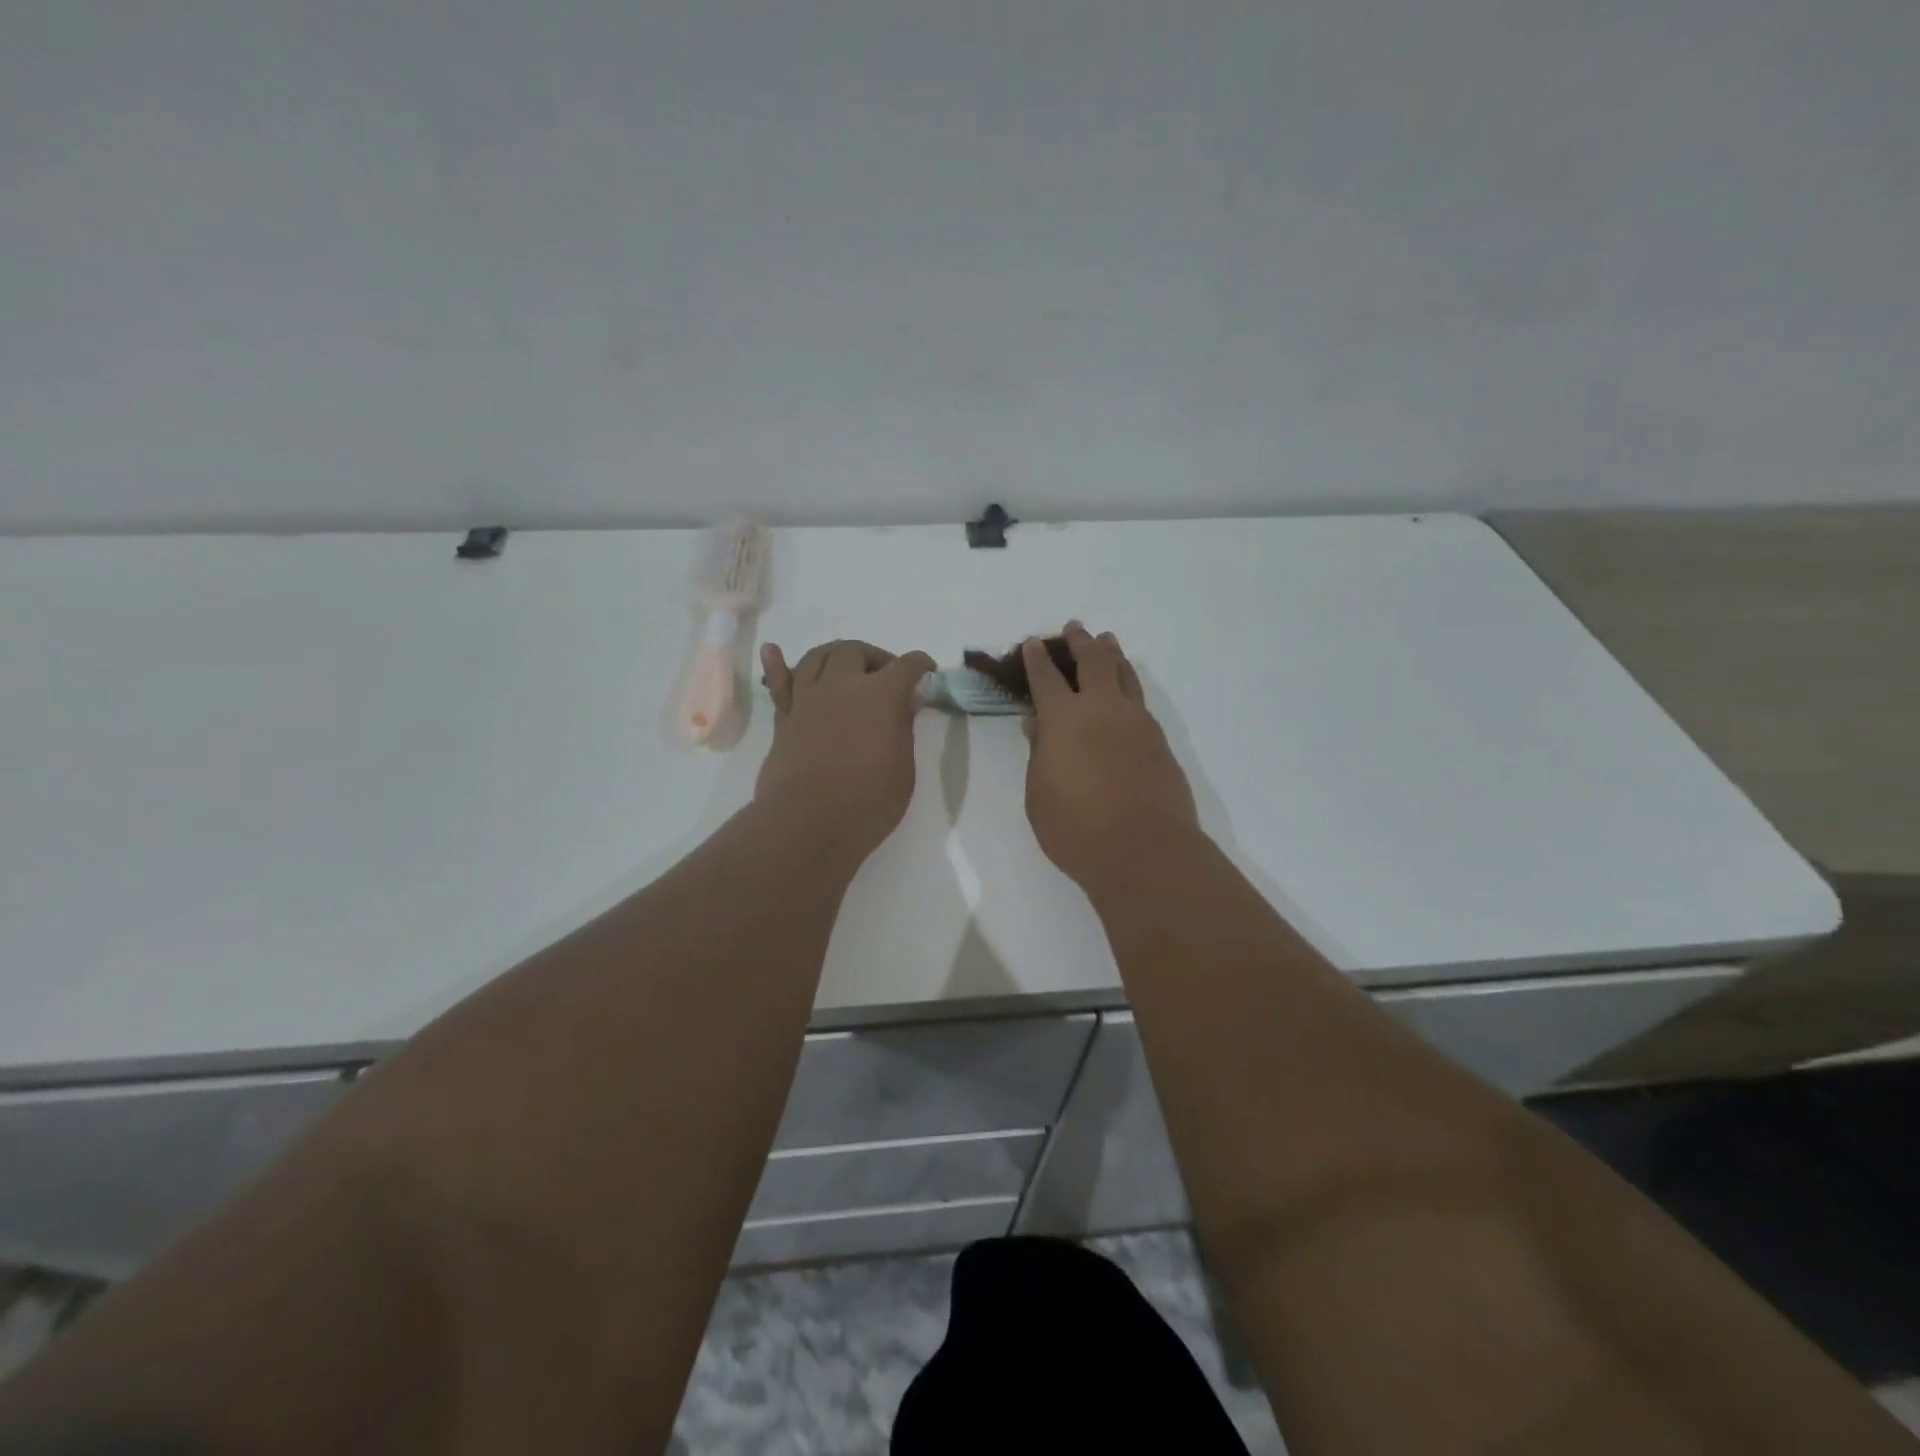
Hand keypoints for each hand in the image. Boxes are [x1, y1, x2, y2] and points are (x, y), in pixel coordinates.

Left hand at [756, 639, 935, 859]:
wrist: (808, 825)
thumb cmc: (868, 802)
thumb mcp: (903, 768)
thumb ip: (902, 728)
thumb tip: (903, 705)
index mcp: (880, 695)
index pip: (906, 666)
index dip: (920, 665)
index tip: (926, 671)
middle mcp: (841, 686)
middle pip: (856, 651)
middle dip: (875, 658)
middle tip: (886, 678)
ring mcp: (808, 699)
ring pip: (818, 657)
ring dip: (836, 656)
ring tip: (847, 670)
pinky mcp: (784, 718)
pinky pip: (779, 683)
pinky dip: (777, 665)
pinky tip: (773, 652)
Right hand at [1022, 622, 1200, 889]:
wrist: (1144, 850)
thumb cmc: (1076, 828)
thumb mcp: (1039, 794)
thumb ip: (1039, 754)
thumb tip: (1038, 725)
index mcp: (1064, 718)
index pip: (1046, 678)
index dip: (1037, 659)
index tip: (1032, 643)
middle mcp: (1102, 709)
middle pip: (1093, 662)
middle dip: (1081, 642)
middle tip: (1075, 628)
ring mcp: (1136, 722)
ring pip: (1124, 674)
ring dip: (1112, 655)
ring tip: (1107, 642)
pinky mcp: (1159, 740)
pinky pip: (1140, 700)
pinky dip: (1129, 685)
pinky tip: (1126, 693)